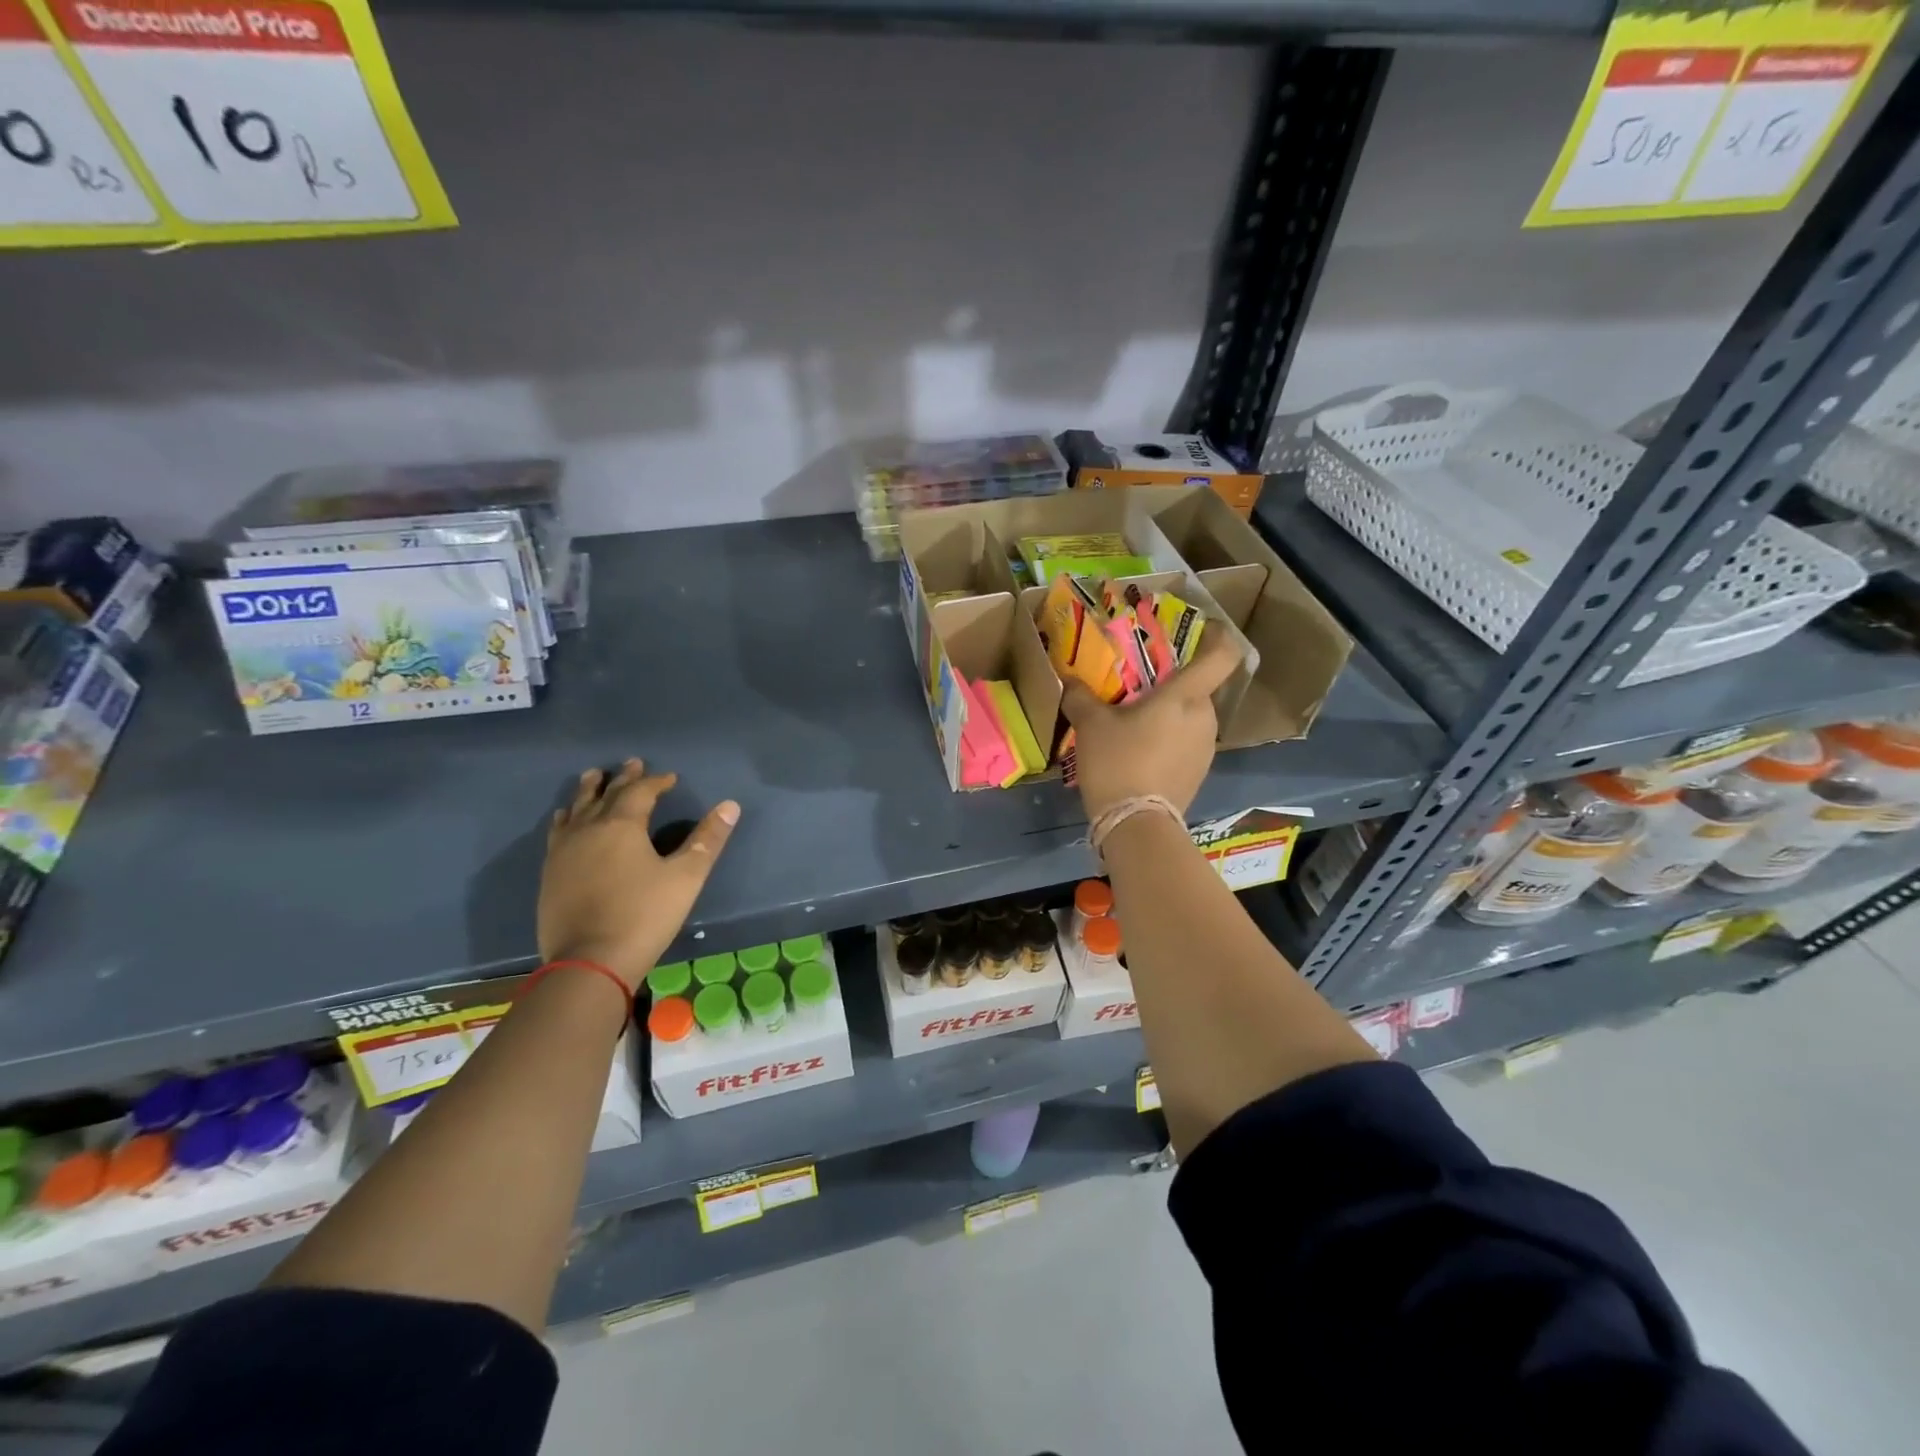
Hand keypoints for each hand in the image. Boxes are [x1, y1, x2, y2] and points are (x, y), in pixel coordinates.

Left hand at [537, 759, 739, 988]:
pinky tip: (565, 820)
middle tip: (631, 763)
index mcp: (622, 825)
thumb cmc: (644, 915)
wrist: (589, 962)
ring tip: (592, 777)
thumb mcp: (686, 877)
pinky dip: (566, 817)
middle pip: (605, 794)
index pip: (640, 791)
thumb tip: (730, 805)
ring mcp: (564, 851)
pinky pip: (558, 832)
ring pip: (576, 809)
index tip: (670, 778)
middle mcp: (589, 829)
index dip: (656, 781)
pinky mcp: (550, 873)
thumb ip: (707, 839)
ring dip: (588, 791)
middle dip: (622, 778)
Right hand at [1061, 633, 1240, 820]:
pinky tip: (1140, 753)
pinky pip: (1186, 744)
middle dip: (1173, 686)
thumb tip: (1069, 681)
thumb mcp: (1091, 725)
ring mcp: (1205, 748)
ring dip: (1169, 716)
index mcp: (1186, 697)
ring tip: (1134, 725)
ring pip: (1191, 718)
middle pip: (1199, 689)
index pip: (1222, 655)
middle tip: (1140, 688)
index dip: (1218, 637)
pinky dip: (1169, 741)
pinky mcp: (1199, 773)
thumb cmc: (1118, 762)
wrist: (1135, 824)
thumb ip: (1081, 697)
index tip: (1202, 630)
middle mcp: (1205, 717)